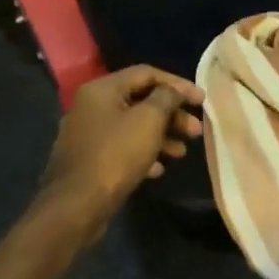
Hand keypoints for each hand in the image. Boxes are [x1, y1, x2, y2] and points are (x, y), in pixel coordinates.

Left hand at [40, 65, 204, 229]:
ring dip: (162, 135)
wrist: (77, 204)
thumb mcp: (149, 120)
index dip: (178, 84)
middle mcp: (91, 106)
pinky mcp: (89, 159)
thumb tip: (174, 90)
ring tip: (182, 152)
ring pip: (133, 126)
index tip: (201, 101)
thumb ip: (166, 98)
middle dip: (172, 114)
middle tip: (196, 130)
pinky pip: (122, 148)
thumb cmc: (116, 155)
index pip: (146, 73)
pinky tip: (159, 169)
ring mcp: (88, 134)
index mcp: (102, 89)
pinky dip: (144, 153)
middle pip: (140, 101)